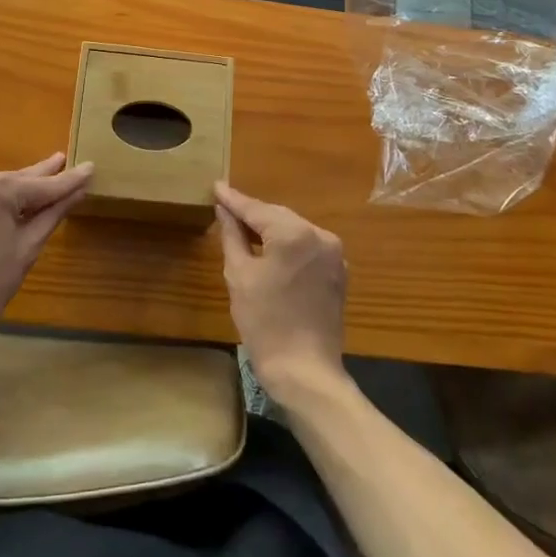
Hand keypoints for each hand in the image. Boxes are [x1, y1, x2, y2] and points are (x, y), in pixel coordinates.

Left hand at [0, 154, 92, 340]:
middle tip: (63, 160)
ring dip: (17, 189)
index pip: (42, 184)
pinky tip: (7, 204)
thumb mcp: (27, 247)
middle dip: (42, 176)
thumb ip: (53, 213)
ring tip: (40, 183)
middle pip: (16, 180)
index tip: (91, 167)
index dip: (69, 179)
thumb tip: (78, 190)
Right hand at [215, 183, 348, 403]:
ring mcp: (333, 253)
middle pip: (278, 216)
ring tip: (244, 227)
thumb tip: (225, 210)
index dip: (234, 199)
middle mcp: (319, 235)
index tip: (216, 186)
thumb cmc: (265, 323)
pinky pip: (308, 247)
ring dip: (271, 228)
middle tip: (226, 206)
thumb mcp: (240, 276)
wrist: (305, 370)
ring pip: (294, 230)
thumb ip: (232, 236)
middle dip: (253, 213)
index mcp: (293, 233)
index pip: (256, 209)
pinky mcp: (338, 271)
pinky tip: (271, 250)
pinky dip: (289, 245)